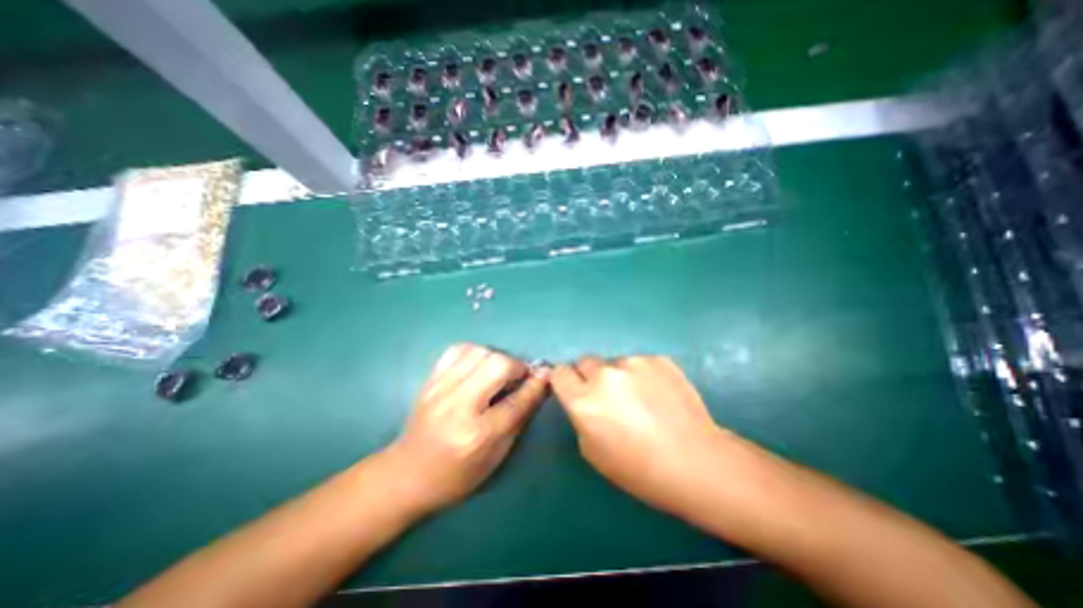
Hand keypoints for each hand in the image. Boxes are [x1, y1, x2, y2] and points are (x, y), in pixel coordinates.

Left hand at [380, 344, 551, 516]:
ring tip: (498, 372)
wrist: (408, 474)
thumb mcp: (496, 456)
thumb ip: (519, 417)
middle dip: (515, 366)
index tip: (546, 373)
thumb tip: (539, 384)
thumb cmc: (457, 475)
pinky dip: (473, 352)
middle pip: (497, 365)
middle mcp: (458, 407)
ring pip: (478, 352)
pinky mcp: (430, 380)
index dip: (535, 384)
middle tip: (518, 377)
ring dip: (496, 358)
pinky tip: (477, 365)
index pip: (516, 401)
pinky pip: (456, 350)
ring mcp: (440, 390)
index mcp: (478, 435)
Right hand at [551, 357, 735, 518]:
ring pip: (614, 363)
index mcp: (584, 400)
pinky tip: (659, 395)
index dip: (566, 381)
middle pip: (585, 361)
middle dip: (590, 376)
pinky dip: (643, 375)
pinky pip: (639, 363)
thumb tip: (584, 398)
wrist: (696, 462)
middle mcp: (605, 375)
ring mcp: (633, 363)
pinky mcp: (658, 359)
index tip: (574, 390)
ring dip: (619, 376)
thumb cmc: (639, 468)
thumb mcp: (592, 451)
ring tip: (642, 399)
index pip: (559, 372)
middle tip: (609, 397)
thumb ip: (580, 415)